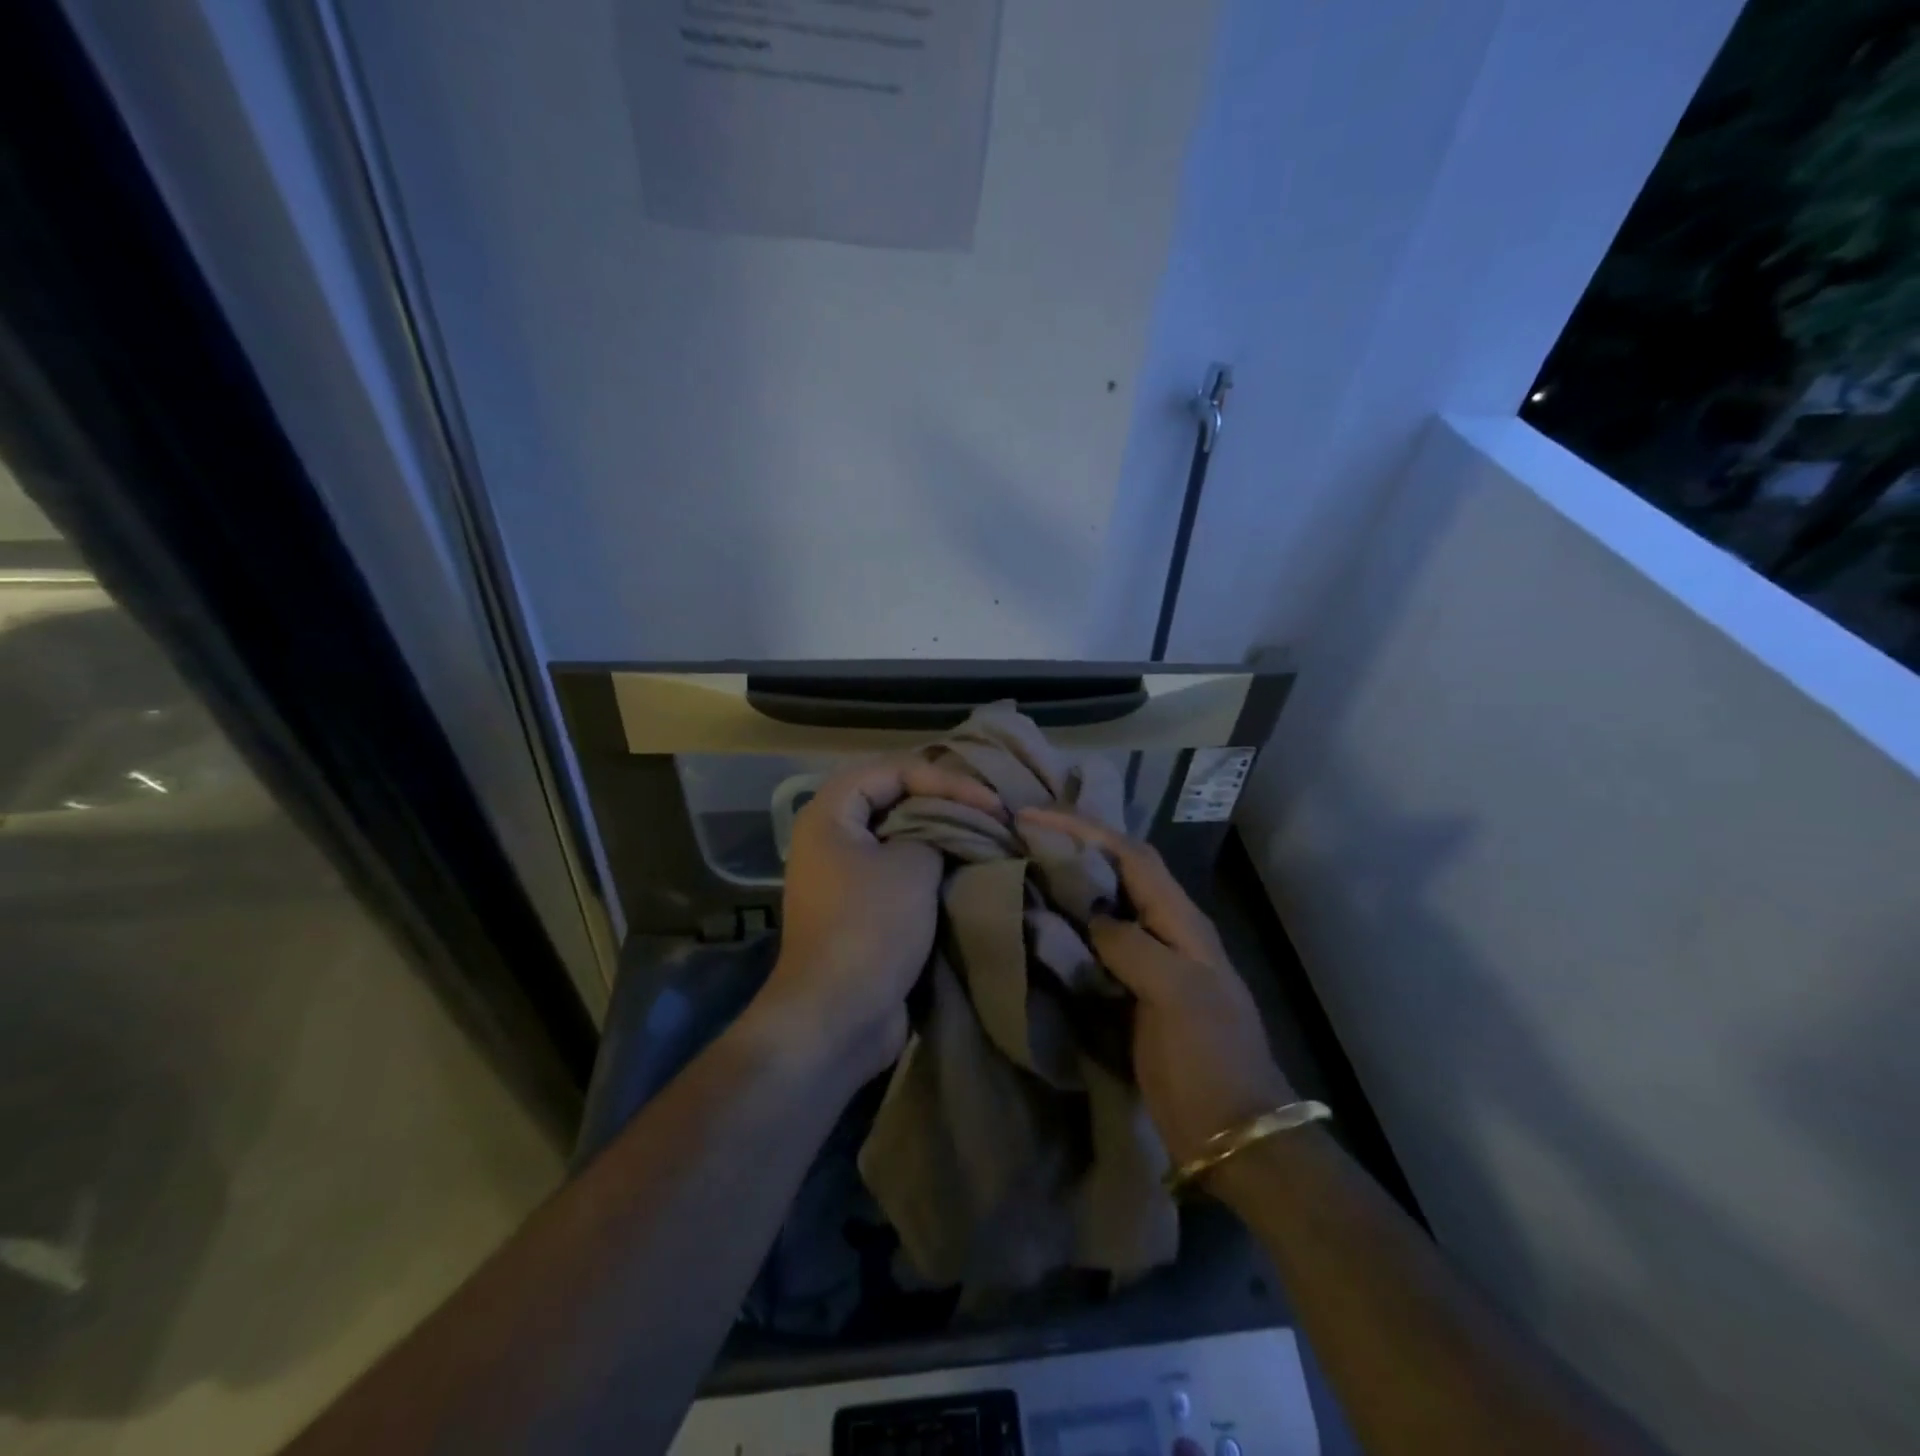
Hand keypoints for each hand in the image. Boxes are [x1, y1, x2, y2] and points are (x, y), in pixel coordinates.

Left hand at [760, 758, 1003, 1083]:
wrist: (837, 1016)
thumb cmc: (871, 927)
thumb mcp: (912, 867)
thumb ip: (936, 832)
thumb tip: (951, 830)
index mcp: (830, 814)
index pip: (892, 770)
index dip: (944, 779)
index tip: (990, 803)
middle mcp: (831, 837)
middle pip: (893, 797)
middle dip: (944, 800)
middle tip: (990, 810)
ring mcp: (844, 874)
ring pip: (899, 835)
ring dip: (940, 833)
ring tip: (985, 834)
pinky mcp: (861, 907)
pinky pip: (899, 870)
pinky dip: (931, 865)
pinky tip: (967, 867)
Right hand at [1018, 808, 1295, 1164]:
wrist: (1232, 1132)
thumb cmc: (1209, 1058)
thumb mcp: (1176, 994)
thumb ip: (1132, 946)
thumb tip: (1091, 916)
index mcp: (1182, 921)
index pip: (1132, 855)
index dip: (1085, 829)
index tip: (1034, 816)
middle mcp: (1167, 930)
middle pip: (1120, 870)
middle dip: (1077, 844)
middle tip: (1026, 833)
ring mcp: (1152, 961)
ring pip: (1107, 903)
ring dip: (1071, 880)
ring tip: (1027, 866)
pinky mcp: (1135, 990)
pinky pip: (1097, 944)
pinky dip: (1070, 925)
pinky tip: (1043, 924)